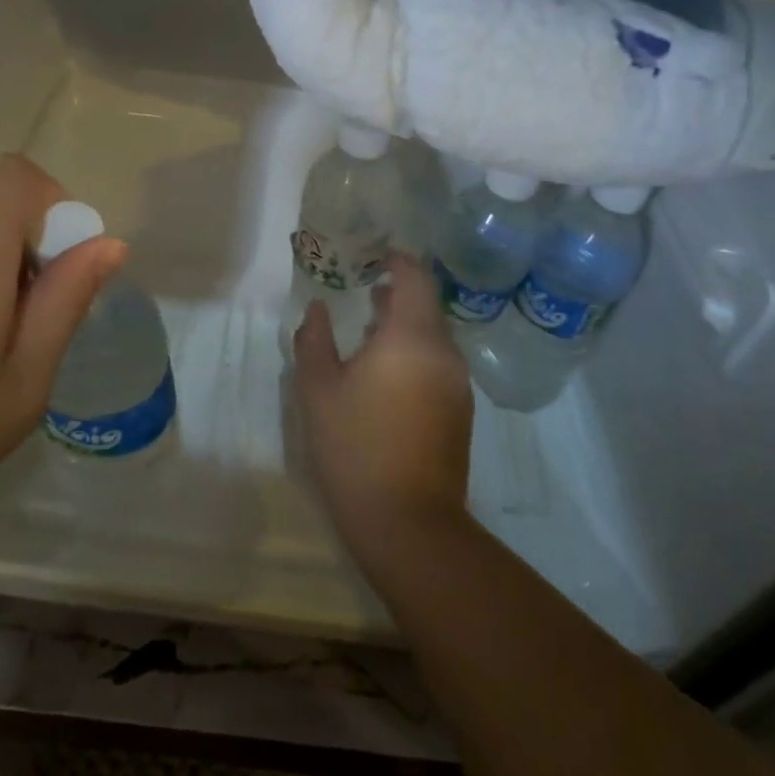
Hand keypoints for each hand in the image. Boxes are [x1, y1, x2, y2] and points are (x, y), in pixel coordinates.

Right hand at [293, 253, 473, 558]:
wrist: (407, 522)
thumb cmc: (354, 446)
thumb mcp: (318, 389)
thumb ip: (314, 339)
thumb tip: (317, 309)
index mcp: (411, 337)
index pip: (415, 278)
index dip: (397, 260)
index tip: (374, 253)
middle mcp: (444, 353)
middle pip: (427, 306)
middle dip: (397, 293)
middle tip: (363, 288)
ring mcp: (457, 384)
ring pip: (433, 336)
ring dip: (405, 324)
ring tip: (369, 328)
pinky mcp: (460, 411)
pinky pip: (438, 363)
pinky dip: (414, 352)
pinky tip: (386, 373)